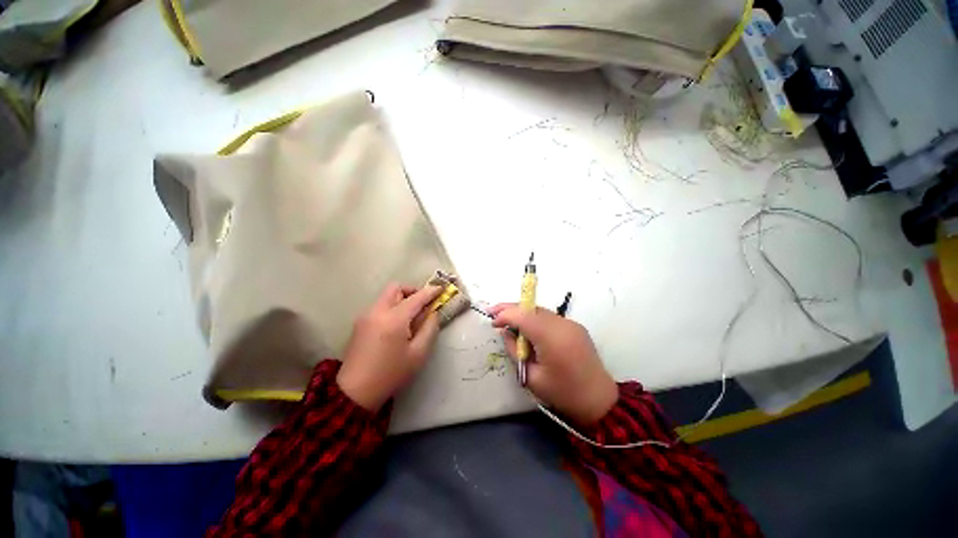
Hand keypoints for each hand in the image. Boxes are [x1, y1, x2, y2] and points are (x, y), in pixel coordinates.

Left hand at [337, 284, 442, 410]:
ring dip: (402, 298)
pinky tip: (398, 325)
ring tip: (411, 317)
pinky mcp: (359, 323)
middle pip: (396, 288)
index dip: (431, 291)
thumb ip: (429, 328)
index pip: (416, 298)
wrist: (355, 392)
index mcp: (394, 319)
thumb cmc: (391, 374)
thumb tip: (432, 312)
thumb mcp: (418, 354)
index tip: (441, 288)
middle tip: (423, 304)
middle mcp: (377, 311)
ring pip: (386, 296)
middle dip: (412, 291)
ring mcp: (365, 316)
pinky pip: (380, 306)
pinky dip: (392, 307)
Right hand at [490, 304, 617, 425]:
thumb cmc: (562, 393)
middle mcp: (563, 324)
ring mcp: (571, 324)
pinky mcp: (575, 327)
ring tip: (508, 320)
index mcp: (552, 338)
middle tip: (493, 311)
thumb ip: (514, 350)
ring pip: (540, 311)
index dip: (505, 315)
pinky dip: (535, 319)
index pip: (523, 316)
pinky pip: (550, 318)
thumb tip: (506, 332)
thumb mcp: (531, 376)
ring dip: (523, 313)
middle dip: (511, 308)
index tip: (492, 321)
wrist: (599, 400)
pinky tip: (527, 328)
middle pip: (532, 308)